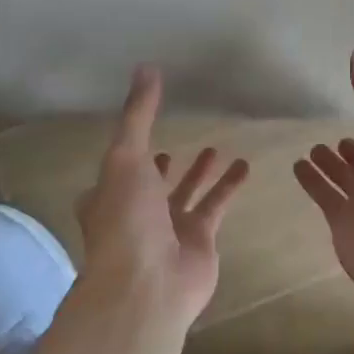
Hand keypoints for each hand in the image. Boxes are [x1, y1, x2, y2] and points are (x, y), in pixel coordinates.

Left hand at [76, 66, 249, 330]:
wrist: (147, 285)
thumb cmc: (126, 219)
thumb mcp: (126, 157)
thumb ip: (139, 114)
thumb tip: (146, 67)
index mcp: (108, 195)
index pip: (115, 170)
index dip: (125, 154)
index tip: (137, 135)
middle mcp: (136, 211)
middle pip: (151, 184)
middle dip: (161, 167)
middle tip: (174, 145)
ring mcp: (168, 228)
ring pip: (186, 194)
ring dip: (199, 173)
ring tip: (214, 147)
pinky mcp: (200, 239)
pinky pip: (216, 205)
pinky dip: (229, 186)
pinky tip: (245, 165)